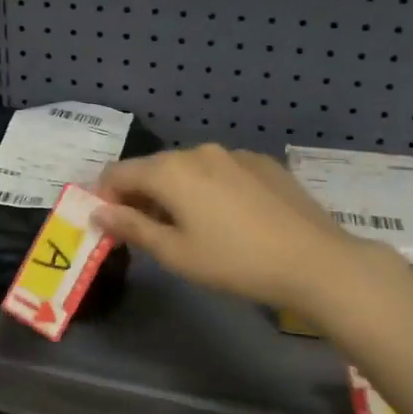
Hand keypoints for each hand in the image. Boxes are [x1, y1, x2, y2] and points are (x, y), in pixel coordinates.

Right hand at [96, 144, 403, 313]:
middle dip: (141, 196)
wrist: (315, 260)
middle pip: (153, 168)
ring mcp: (234, 154)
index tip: (110, 225)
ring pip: (188, 168)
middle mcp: (198, 151)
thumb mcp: (176, 253)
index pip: (118, 173)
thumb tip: (98, 211)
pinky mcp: (262, 163)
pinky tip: (229, 219)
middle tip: (148, 233)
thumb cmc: (235, 262)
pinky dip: (209, 188)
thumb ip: (132, 227)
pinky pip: (220, 171)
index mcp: (170, 170)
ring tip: (191, 228)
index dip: (105, 197)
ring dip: (176, 192)